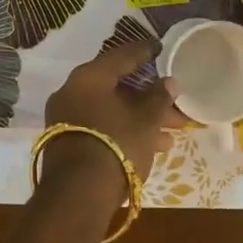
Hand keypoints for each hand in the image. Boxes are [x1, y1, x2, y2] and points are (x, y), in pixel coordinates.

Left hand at [42, 42, 184, 183]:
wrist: (78, 195)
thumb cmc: (116, 145)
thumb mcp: (146, 121)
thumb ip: (159, 97)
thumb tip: (169, 81)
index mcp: (89, 77)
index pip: (122, 56)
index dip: (145, 52)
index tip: (161, 48)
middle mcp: (72, 91)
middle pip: (118, 87)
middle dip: (150, 99)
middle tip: (176, 108)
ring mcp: (66, 117)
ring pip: (111, 110)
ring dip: (141, 119)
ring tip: (172, 135)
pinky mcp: (67, 141)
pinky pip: (101, 126)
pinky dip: (125, 130)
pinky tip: (151, 147)